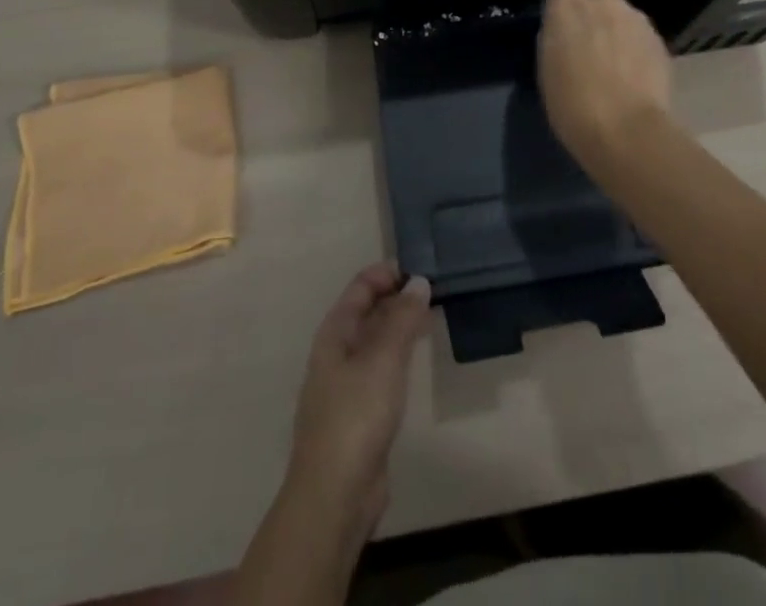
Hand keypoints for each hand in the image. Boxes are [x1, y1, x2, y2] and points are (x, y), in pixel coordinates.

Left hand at [286, 261, 430, 539]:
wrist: (335, 495)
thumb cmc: (356, 416)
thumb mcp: (383, 360)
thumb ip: (402, 319)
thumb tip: (418, 282)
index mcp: (334, 334)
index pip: (359, 289)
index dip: (385, 274)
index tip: (419, 268)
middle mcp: (336, 354)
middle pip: (366, 313)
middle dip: (395, 298)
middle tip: (432, 290)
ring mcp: (345, 385)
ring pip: (374, 341)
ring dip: (398, 326)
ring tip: (429, 316)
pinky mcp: (359, 414)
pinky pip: (380, 369)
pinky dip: (398, 355)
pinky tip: (415, 360)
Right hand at [538, 0, 673, 168]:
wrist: (626, 130)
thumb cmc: (572, 102)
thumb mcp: (547, 68)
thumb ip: (557, 38)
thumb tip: (567, 32)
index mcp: (566, 4)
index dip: (568, 7)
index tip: (567, 29)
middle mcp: (603, 0)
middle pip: (599, 0)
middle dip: (597, 18)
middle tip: (591, 50)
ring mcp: (636, 18)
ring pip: (624, 18)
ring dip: (619, 34)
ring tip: (617, 68)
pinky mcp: (660, 40)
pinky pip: (642, 38)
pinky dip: (638, 51)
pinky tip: (635, 78)